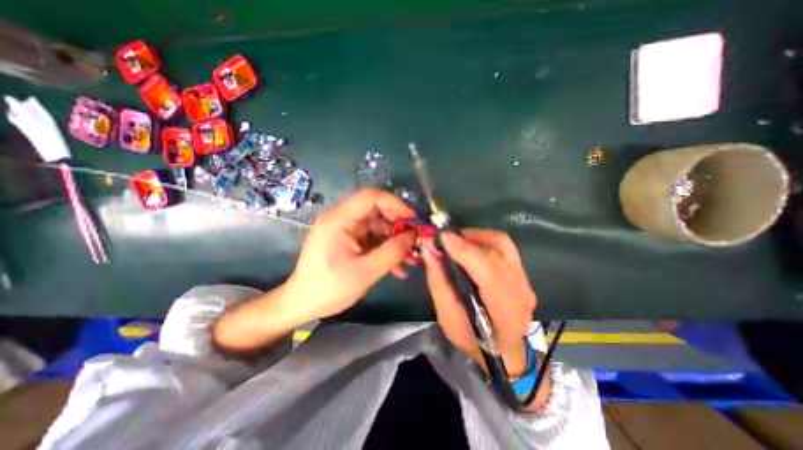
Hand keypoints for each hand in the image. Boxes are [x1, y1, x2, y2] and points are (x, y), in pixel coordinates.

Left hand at [288, 187, 413, 319]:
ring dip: (395, 240)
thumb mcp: (365, 272)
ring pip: (378, 225)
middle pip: (377, 210)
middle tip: (415, 241)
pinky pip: (372, 238)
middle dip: (399, 225)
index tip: (413, 221)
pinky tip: (398, 266)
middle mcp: (342, 218)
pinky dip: (386, 248)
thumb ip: (392, 252)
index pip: (371, 196)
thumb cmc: (329, 289)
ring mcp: (346, 229)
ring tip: (411, 257)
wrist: (303, 304)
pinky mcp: (349, 240)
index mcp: (339, 219)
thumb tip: (414, 236)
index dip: (395, 204)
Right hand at [422, 229, 538, 375]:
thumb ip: (438, 282)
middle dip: (467, 238)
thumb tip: (428, 250)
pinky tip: (467, 247)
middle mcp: (521, 290)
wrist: (504, 351)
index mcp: (505, 310)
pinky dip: (481, 241)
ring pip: (501, 242)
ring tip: (454, 242)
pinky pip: (502, 246)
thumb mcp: (447, 316)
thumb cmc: (472, 340)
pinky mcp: (521, 271)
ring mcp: (525, 279)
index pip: (488, 271)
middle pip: (498, 248)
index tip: (440, 237)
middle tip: (443, 239)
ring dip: (474, 236)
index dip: (464, 250)